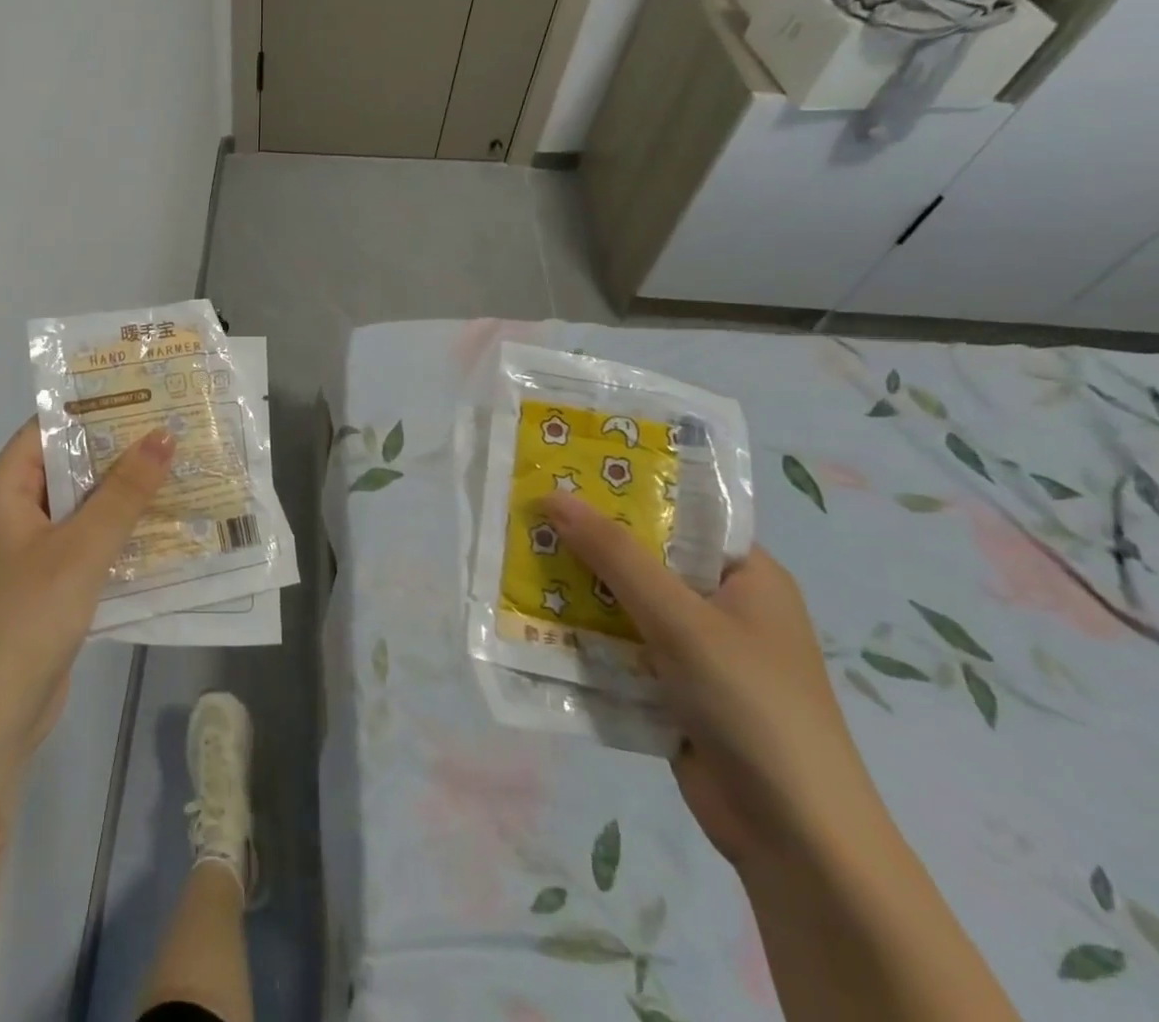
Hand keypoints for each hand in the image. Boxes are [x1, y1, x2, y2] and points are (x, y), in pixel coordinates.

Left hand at [0, 420, 172, 774]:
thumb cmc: (25, 619)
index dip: (96, 409)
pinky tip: (167, 529)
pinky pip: (87, 545)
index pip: (50, 429)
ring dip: (126, 496)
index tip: (149, 396)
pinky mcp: (47, 585)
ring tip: (184, 472)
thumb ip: (124, 492)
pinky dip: (120, 535)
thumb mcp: (80, 549)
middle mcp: (12, 511)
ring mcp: (29, 551)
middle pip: (70, 467)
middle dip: (121, 453)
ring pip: (83, 508)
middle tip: (179, 432)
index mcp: (3, 488)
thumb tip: (163, 435)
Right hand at [542, 495, 886, 871]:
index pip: (680, 515)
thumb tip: (553, 495)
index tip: (564, 474)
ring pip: (626, 604)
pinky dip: (585, 636)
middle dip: (588, 543)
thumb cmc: (751, 705)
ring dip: (579, 591)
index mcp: (747, 576)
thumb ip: (615, 555)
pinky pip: (620, 647)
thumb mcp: (680, 619)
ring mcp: (698, 651)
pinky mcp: (673, 689)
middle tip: (526, 514)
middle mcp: (723, 606)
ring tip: (517, 559)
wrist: (795, 839)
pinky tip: (535, 619)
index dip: (623, 491)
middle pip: (645, 559)